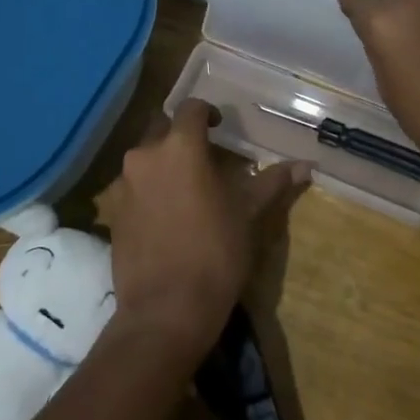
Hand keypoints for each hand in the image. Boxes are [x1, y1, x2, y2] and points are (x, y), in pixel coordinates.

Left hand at [105, 100, 308, 359]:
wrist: (165, 311)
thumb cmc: (215, 254)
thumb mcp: (248, 215)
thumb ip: (273, 182)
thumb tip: (306, 165)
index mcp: (180, 147)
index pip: (191, 108)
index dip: (207, 113)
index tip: (220, 128)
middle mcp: (145, 156)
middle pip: (162, 128)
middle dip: (181, 135)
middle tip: (205, 157)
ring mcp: (124, 185)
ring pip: (145, 158)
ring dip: (164, 162)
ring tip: (188, 187)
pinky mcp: (113, 213)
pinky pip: (134, 186)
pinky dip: (150, 189)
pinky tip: (168, 215)